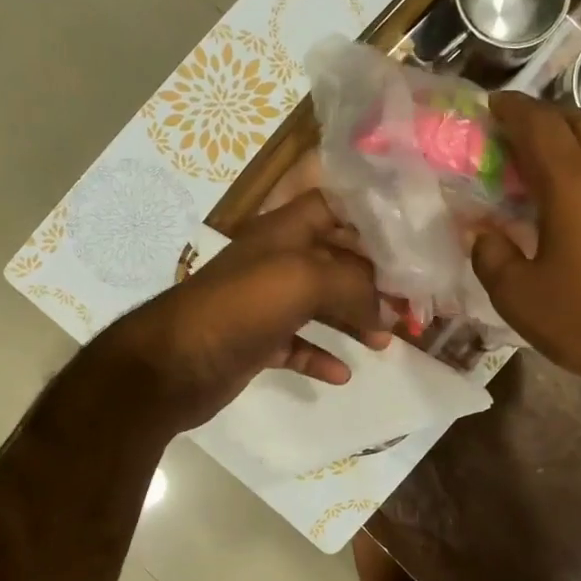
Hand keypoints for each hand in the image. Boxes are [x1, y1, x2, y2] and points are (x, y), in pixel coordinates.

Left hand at [93, 191, 389, 435]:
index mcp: (284, 232)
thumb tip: (385, 309)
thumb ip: (353, 284)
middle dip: (372, 279)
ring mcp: (264, 304)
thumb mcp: (302, 279)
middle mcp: (276, 262)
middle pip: (334, 260)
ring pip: (320, 305)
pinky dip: (321, 356)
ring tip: (385, 340)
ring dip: (354, 320)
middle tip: (409, 302)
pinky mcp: (256, 343)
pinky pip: (297, 346)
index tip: (407, 238)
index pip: (332, 207)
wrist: (172, 365)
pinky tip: (343, 374)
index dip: (367, 217)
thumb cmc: (239, 308)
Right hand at [470, 91, 580, 391]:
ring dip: (575, 143)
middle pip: (580, 121)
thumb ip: (491, 257)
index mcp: (572, 186)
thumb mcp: (520, 298)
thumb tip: (481, 233)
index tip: (494, 104)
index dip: (513, 110)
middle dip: (546, 117)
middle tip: (519, 132)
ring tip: (548, 169)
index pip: (539, 126)